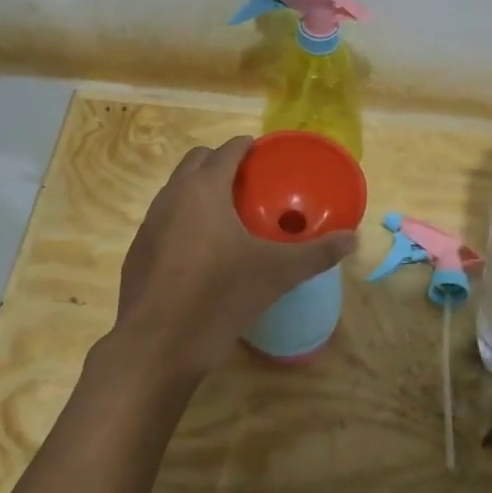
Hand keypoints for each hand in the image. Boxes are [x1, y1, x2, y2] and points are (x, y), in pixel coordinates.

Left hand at [110, 137, 355, 382]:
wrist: (156, 346)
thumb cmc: (218, 297)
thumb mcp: (276, 274)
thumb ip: (316, 254)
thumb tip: (353, 239)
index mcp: (204, 189)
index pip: (227, 150)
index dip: (247, 146)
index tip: (265, 154)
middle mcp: (171, 196)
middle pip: (196, 161)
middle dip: (221, 162)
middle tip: (250, 183)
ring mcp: (149, 223)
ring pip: (177, 189)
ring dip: (200, 189)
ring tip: (229, 214)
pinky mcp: (138, 251)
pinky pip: (165, 219)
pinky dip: (185, 219)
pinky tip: (203, 251)